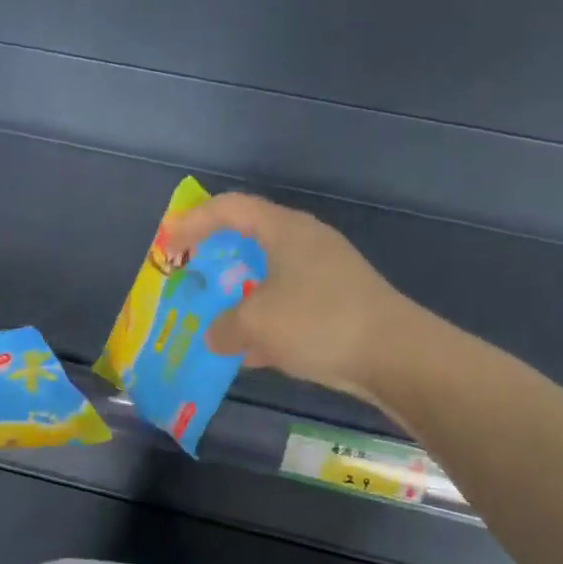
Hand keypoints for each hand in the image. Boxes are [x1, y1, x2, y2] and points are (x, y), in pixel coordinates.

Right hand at [168, 193, 427, 403]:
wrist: (394, 355)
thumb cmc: (317, 321)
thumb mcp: (254, 324)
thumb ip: (223, 327)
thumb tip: (216, 336)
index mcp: (284, 231)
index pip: (230, 208)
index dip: (193, 221)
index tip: (168, 246)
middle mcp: (305, 244)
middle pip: (249, 240)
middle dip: (214, 260)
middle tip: (189, 279)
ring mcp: (324, 275)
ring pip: (267, 278)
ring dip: (237, 297)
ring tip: (211, 320)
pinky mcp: (336, 305)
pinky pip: (286, 307)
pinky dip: (262, 324)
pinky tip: (248, 354)